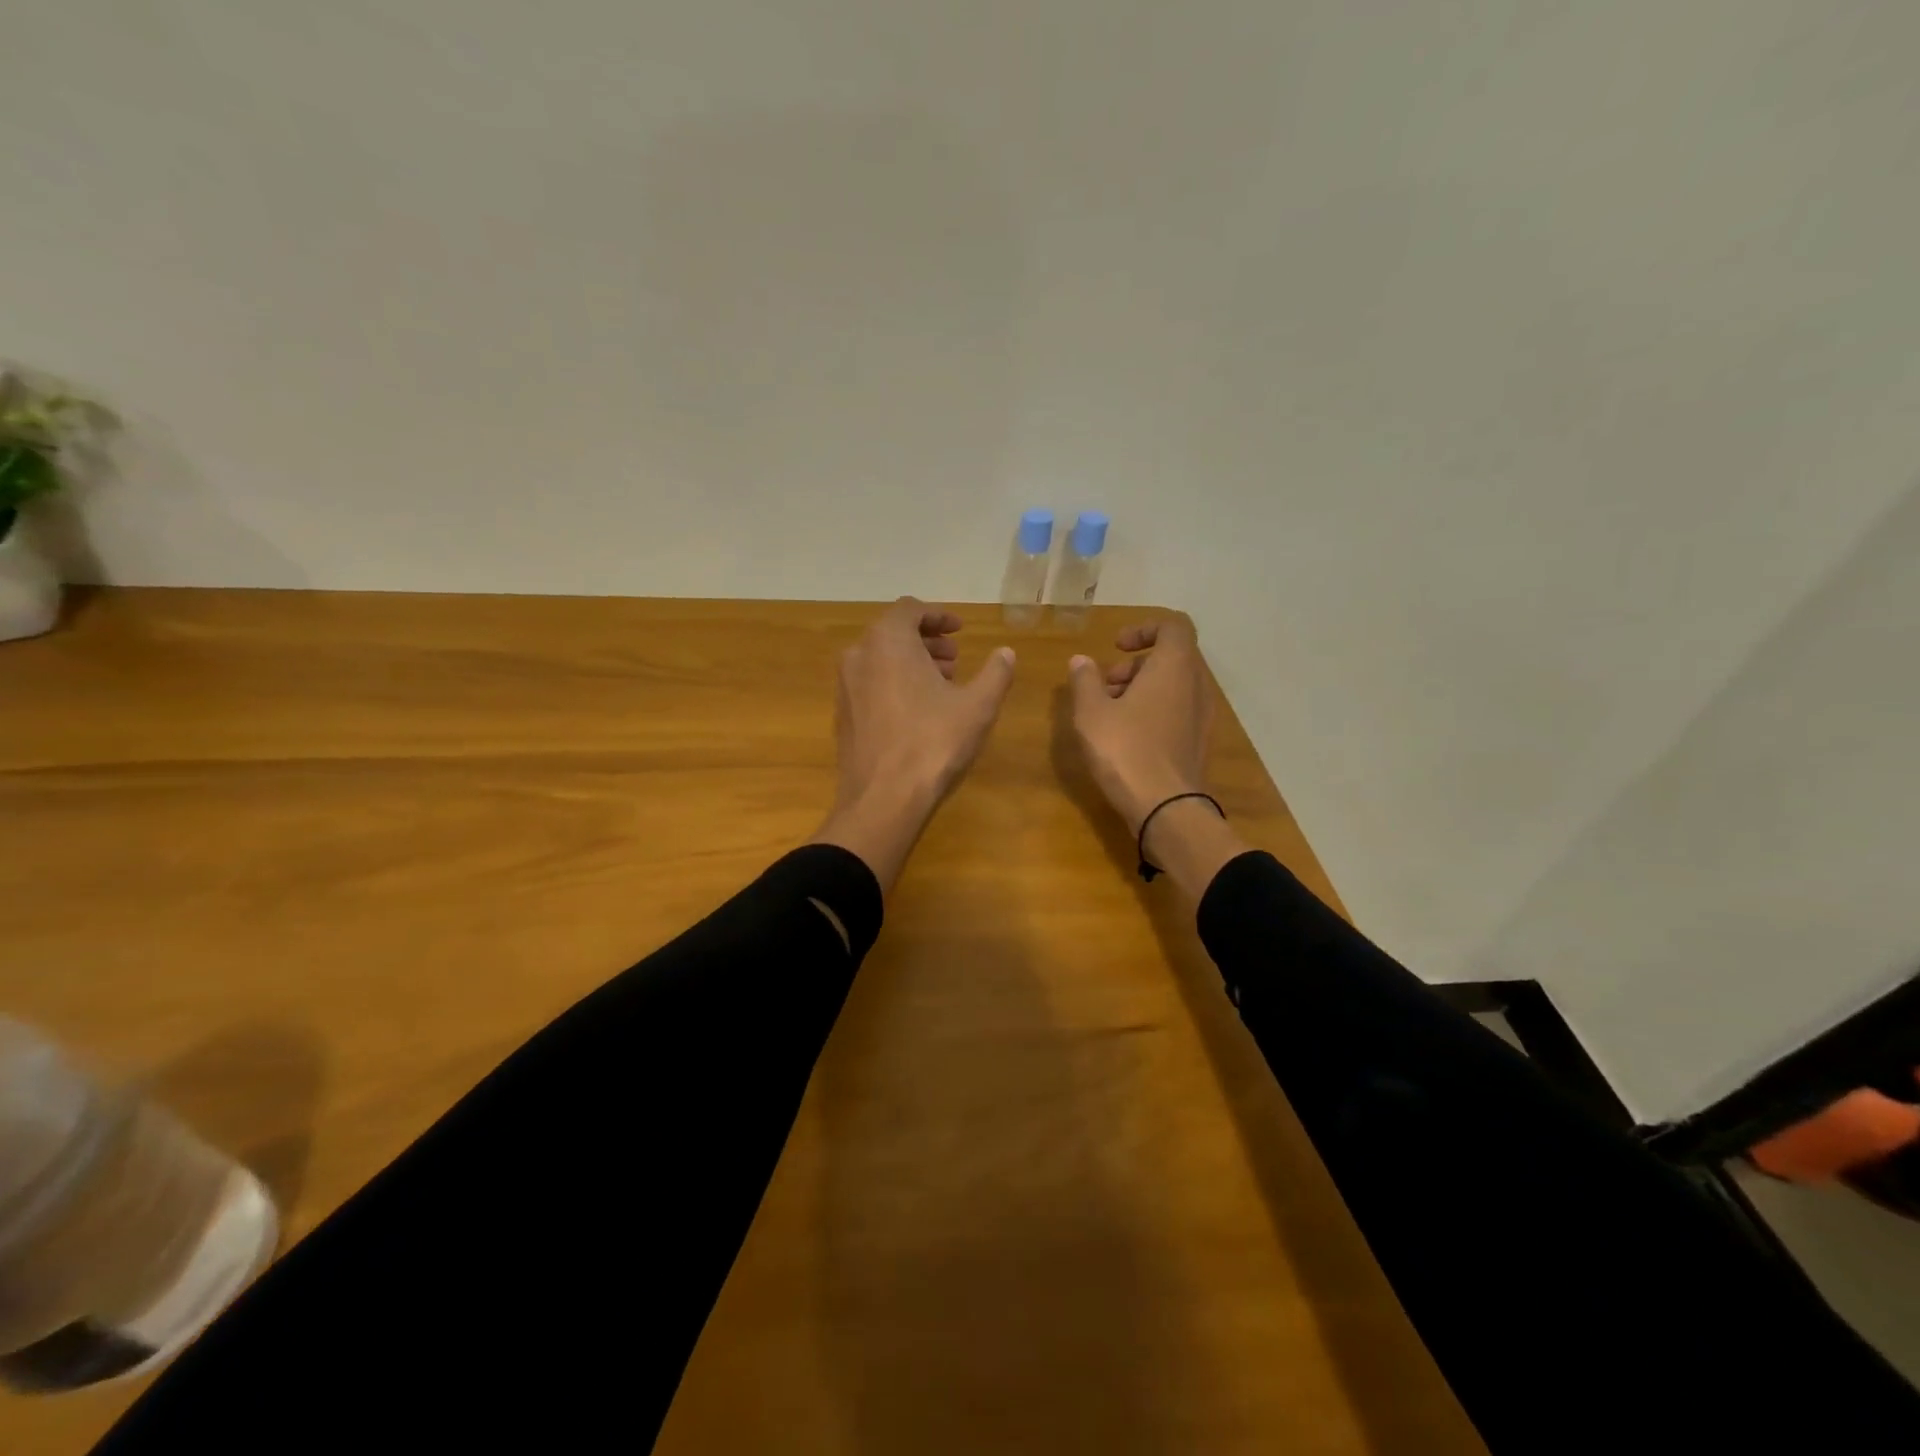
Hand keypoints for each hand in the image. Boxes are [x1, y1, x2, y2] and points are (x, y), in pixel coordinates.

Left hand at [811, 599, 1016, 890]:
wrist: (882, 798)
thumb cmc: (933, 742)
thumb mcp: (978, 706)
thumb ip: (996, 673)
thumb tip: (1007, 652)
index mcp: (888, 641)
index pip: (910, 609)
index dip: (938, 616)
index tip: (960, 630)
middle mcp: (859, 655)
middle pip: (893, 633)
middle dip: (926, 641)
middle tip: (955, 659)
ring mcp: (844, 686)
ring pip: (880, 660)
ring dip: (911, 663)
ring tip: (941, 685)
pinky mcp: (842, 715)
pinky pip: (870, 685)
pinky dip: (893, 684)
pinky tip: (917, 712)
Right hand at [1066, 618, 1213, 834]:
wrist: (1166, 808)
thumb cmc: (1126, 750)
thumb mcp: (1091, 712)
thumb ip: (1084, 680)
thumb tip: (1081, 661)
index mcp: (1175, 666)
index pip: (1173, 626)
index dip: (1144, 628)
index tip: (1116, 647)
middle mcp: (1196, 685)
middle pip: (1171, 657)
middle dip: (1136, 665)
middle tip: (1104, 685)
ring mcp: (1202, 715)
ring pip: (1174, 686)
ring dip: (1142, 689)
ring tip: (1108, 712)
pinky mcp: (1199, 741)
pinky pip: (1177, 710)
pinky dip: (1153, 710)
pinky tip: (1125, 736)